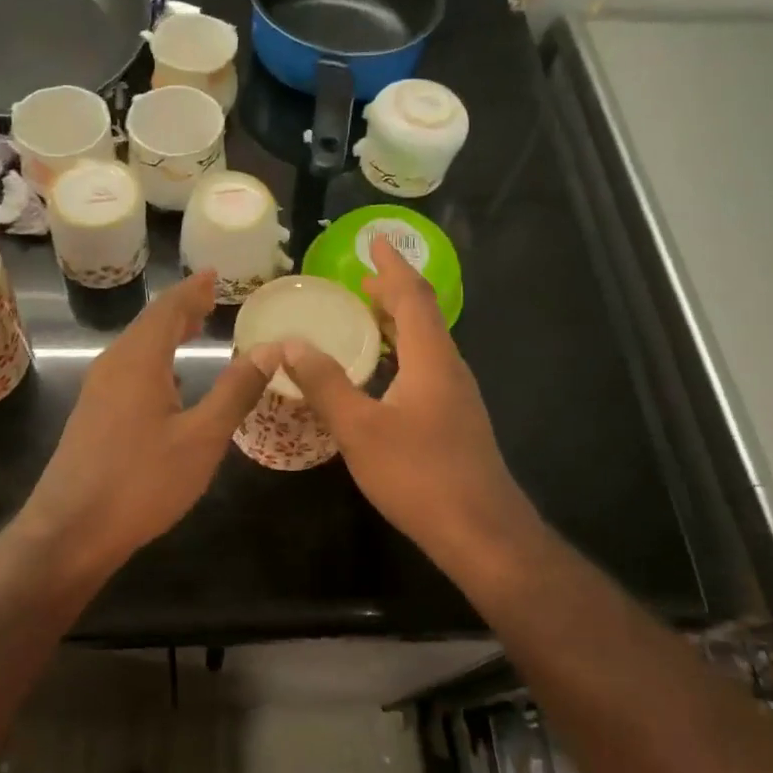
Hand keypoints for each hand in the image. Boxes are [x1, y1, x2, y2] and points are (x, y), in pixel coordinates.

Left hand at [20, 270, 271, 574]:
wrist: (70, 531)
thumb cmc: (141, 482)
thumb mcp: (202, 438)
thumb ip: (235, 391)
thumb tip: (268, 349)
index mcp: (138, 360)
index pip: (168, 309)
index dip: (192, 290)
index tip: (212, 274)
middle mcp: (113, 366)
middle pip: (148, 324)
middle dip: (179, 309)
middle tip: (209, 298)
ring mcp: (97, 392)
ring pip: (136, 348)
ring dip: (165, 335)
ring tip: (193, 330)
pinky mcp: (92, 416)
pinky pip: (128, 371)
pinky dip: (154, 361)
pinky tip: (168, 383)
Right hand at [279, 235, 530, 565]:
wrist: (481, 532)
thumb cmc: (419, 474)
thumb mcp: (359, 428)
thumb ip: (325, 384)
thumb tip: (290, 344)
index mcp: (431, 358)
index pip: (412, 296)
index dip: (393, 266)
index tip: (376, 240)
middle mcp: (449, 368)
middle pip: (423, 315)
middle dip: (394, 292)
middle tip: (362, 279)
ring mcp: (457, 396)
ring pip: (427, 343)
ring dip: (398, 323)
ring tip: (368, 316)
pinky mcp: (456, 420)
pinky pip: (427, 367)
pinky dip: (402, 352)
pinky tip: (383, 374)